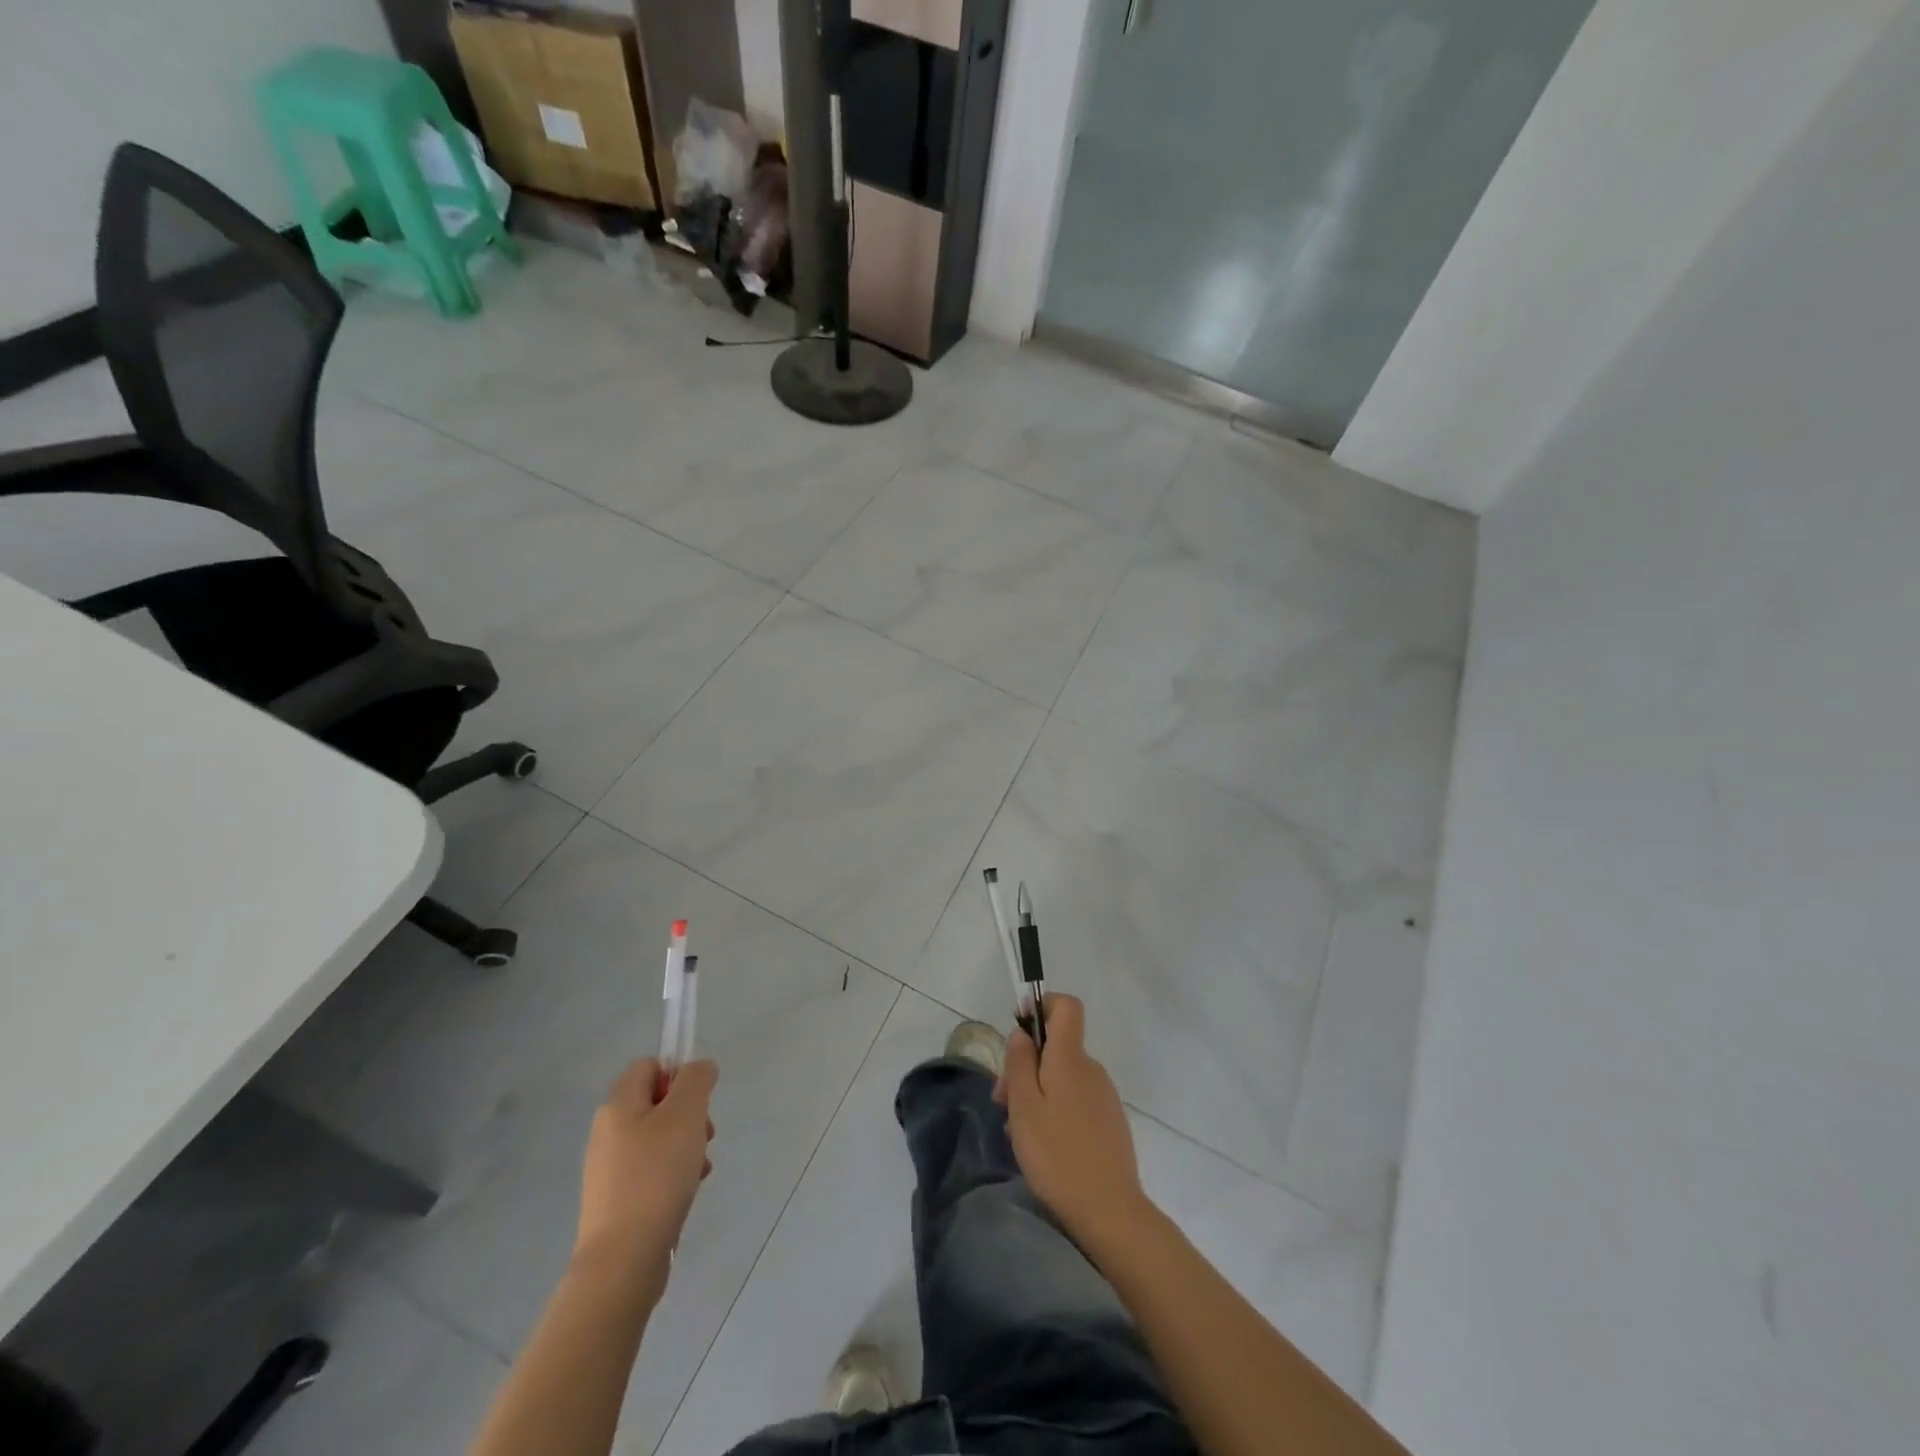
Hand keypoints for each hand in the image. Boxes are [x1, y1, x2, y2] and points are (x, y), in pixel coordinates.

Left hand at [573, 1058, 715, 1301]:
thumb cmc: (656, 1175)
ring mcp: (609, 1168)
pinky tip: (686, 1192)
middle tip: (704, 1136)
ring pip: (658, 1138)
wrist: (624, 1259)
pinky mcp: (616, 1200)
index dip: (677, 1075)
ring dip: (686, 1146)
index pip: (649, 1066)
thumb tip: (699, 1068)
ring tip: (699, 1170)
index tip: (696, 1101)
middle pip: (657, 1103)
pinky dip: (673, 1175)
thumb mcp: (686, 1113)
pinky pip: (651, 1170)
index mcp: (618, 1104)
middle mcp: (607, 1131)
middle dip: (689, 1115)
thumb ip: (696, 1079)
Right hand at [995, 996, 1149, 1243]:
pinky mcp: (1109, 1121)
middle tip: (1003, 1103)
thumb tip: (1022, 1032)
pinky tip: (1043, 1145)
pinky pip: (1076, 1099)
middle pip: (1057, 1046)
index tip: (1018, 1030)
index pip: (1067, 1006)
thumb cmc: (1058, 1155)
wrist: (1110, 1212)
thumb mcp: (1024, 1107)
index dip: (1042, 1006)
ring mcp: (1104, 1096)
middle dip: (1026, 1064)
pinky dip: (1055, 1109)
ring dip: (1037, 1092)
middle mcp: (1091, 1069)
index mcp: (1071, 1058)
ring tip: (1019, 1132)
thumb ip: (1020, 1063)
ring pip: (1063, 1076)